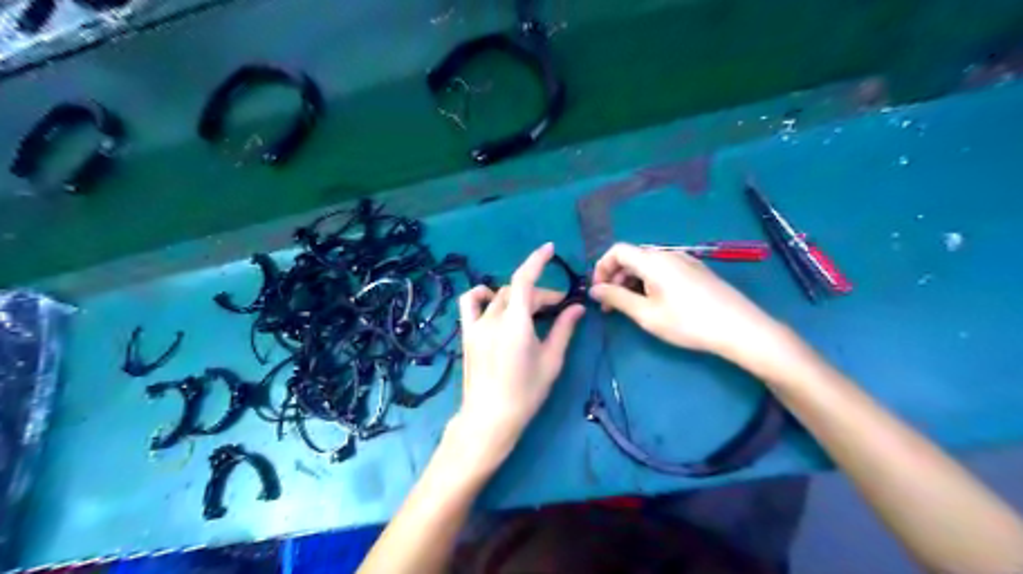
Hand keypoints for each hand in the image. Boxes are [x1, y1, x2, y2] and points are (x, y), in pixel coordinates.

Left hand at [453, 243, 587, 465]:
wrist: (490, 417)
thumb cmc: (525, 392)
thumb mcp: (551, 360)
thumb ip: (564, 329)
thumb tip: (578, 307)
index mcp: (516, 324)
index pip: (525, 280)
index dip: (537, 260)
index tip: (550, 249)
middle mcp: (493, 318)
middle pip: (518, 291)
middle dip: (541, 295)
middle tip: (559, 309)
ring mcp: (476, 325)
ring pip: (500, 296)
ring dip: (519, 296)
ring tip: (532, 309)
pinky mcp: (467, 333)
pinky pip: (471, 303)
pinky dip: (482, 294)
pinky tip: (493, 298)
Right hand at [593, 242, 784, 362]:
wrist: (739, 328)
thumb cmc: (688, 322)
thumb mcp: (647, 314)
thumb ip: (617, 298)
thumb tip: (594, 290)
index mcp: (653, 260)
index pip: (617, 251)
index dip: (601, 268)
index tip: (598, 291)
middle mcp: (667, 254)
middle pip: (632, 257)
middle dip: (615, 277)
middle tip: (611, 305)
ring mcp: (685, 260)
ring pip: (648, 264)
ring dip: (632, 281)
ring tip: (631, 307)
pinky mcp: (696, 270)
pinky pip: (663, 269)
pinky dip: (649, 282)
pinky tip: (655, 303)